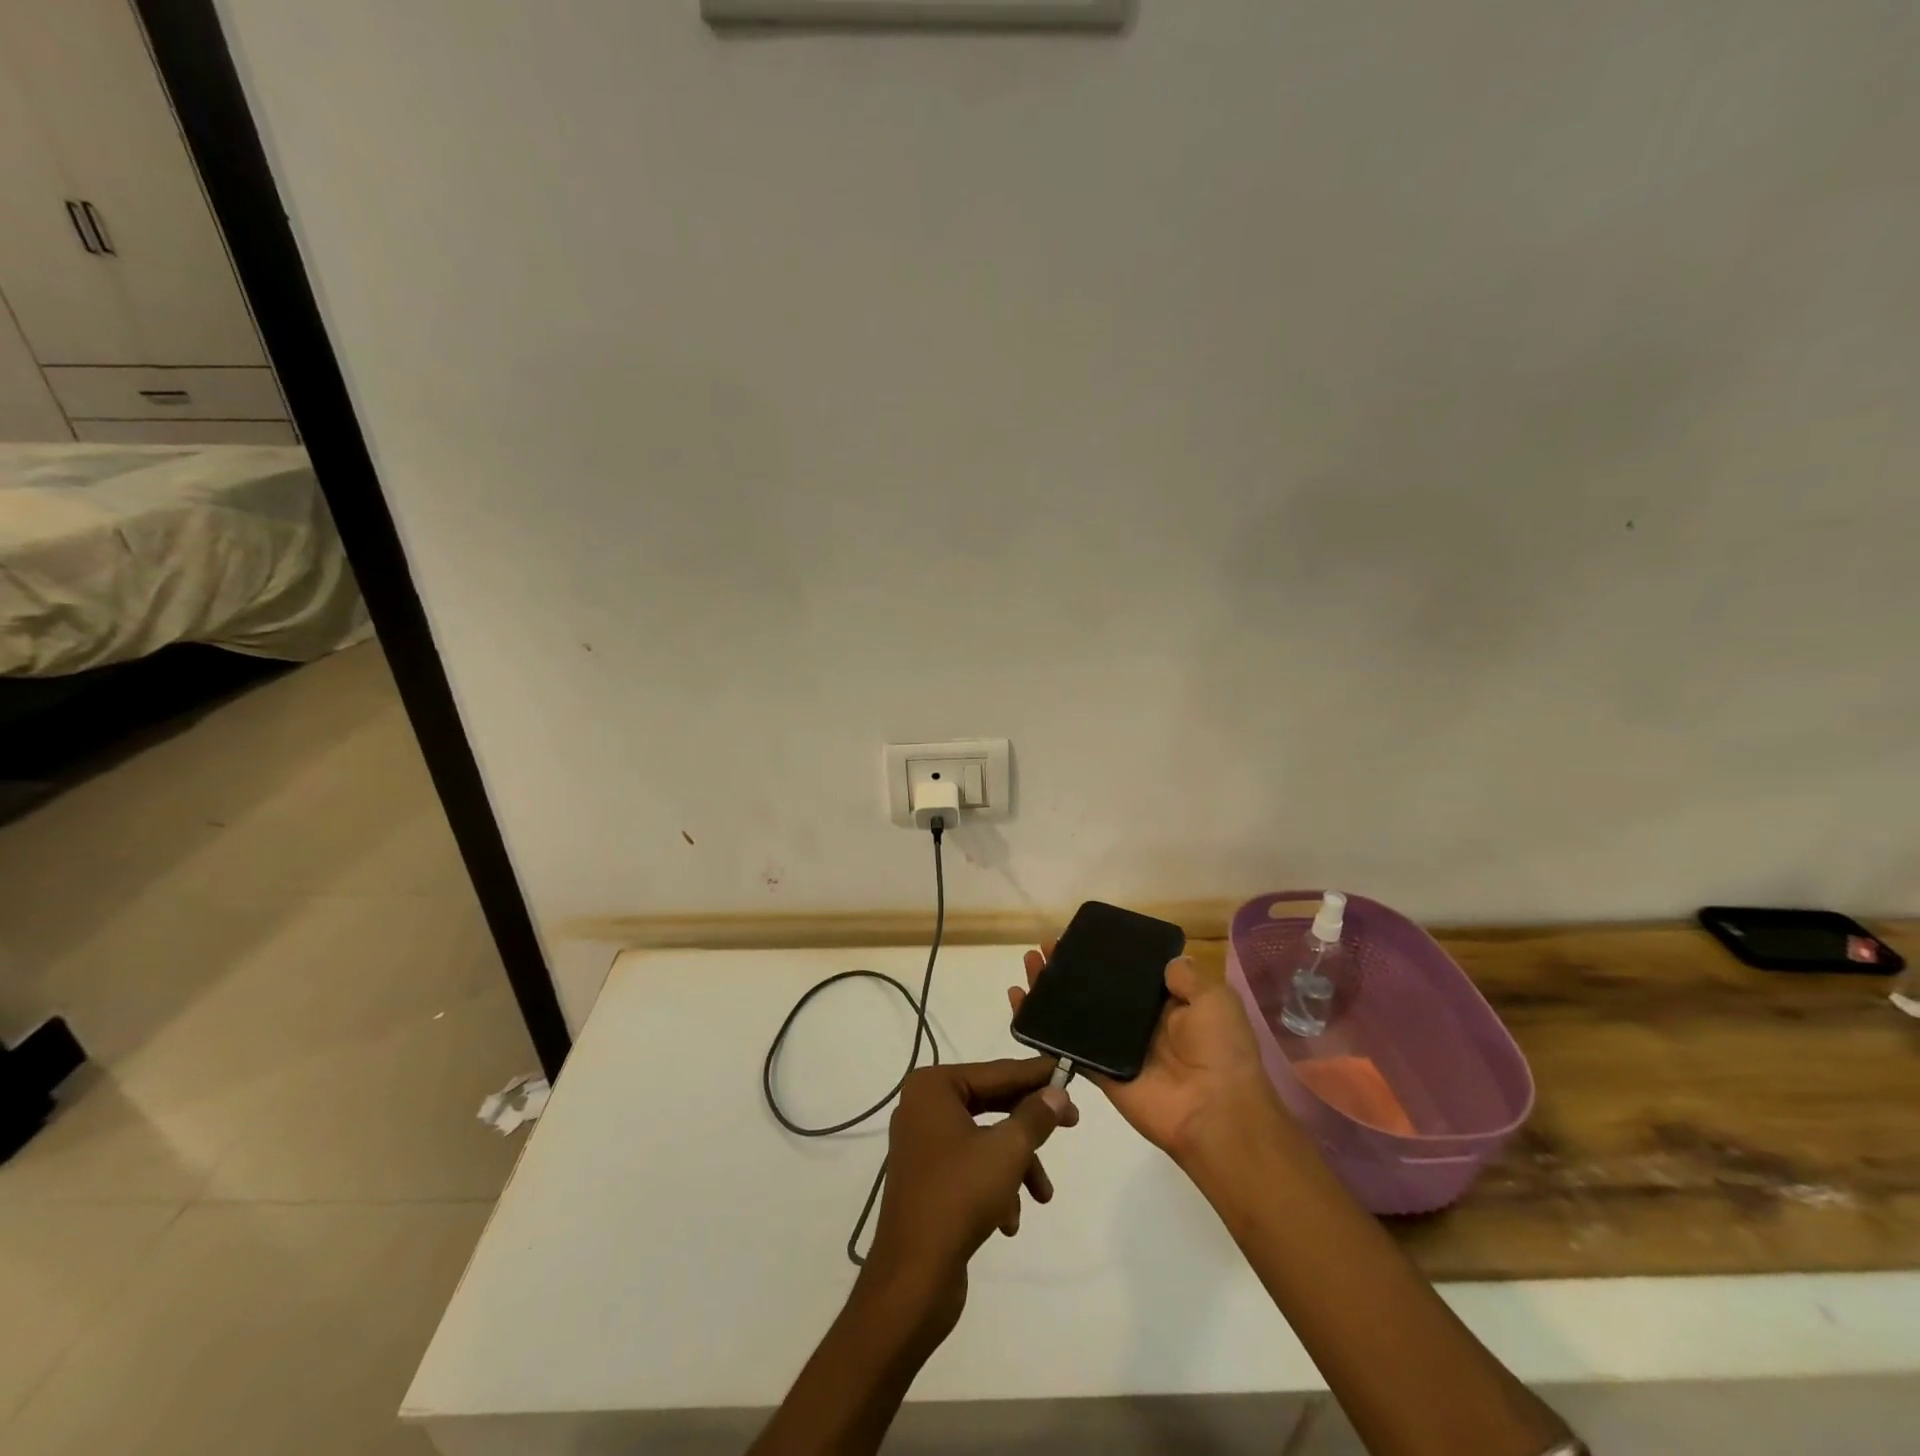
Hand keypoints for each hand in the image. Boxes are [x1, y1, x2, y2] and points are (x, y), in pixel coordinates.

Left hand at [861, 1058, 1077, 1341]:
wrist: (913, 1279)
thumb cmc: (959, 1196)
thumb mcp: (1007, 1151)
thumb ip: (1035, 1116)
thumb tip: (1058, 1093)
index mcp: (933, 1087)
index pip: (996, 1072)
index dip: (1035, 1074)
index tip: (1067, 1070)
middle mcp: (923, 1107)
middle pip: (991, 1103)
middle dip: (1030, 1123)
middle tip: (1072, 1122)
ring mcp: (923, 1144)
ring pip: (986, 1140)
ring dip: (1017, 1165)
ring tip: (1042, 1195)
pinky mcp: (927, 1179)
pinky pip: (971, 1167)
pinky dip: (996, 1187)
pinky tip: (1009, 1221)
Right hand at [1010, 944, 1281, 1163]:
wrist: (1215, 1111)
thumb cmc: (1220, 1050)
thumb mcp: (1214, 1001)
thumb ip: (1187, 978)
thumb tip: (1168, 961)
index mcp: (1168, 1004)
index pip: (1129, 973)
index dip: (1105, 955)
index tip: (1080, 936)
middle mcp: (1139, 1023)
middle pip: (1096, 989)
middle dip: (1070, 967)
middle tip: (1045, 947)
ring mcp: (1116, 1048)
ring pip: (1075, 1012)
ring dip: (1050, 989)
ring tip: (1029, 964)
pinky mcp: (1099, 1071)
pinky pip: (1066, 1046)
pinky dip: (1041, 1027)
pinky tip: (1020, 1003)